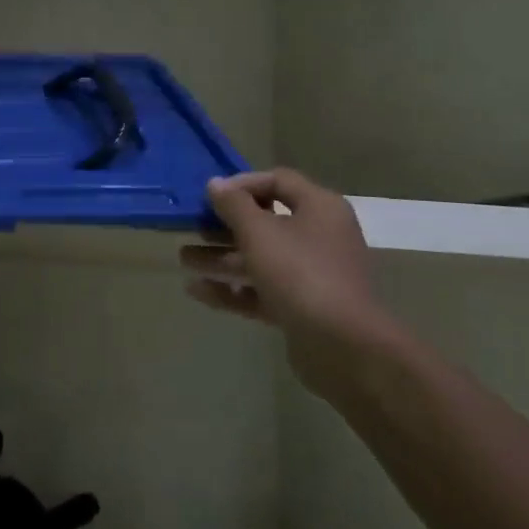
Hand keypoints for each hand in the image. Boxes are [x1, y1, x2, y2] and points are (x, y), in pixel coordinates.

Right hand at [179, 169, 395, 396]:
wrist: (344, 347)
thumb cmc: (301, 273)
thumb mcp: (259, 232)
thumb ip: (234, 205)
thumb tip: (215, 183)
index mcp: (319, 208)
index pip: (278, 181)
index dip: (242, 184)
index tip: (209, 195)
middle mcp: (319, 236)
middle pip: (265, 222)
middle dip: (224, 226)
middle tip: (191, 228)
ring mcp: (312, 275)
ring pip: (260, 259)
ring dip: (221, 258)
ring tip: (183, 259)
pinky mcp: (302, 308)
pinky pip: (262, 290)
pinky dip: (232, 289)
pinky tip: (196, 290)